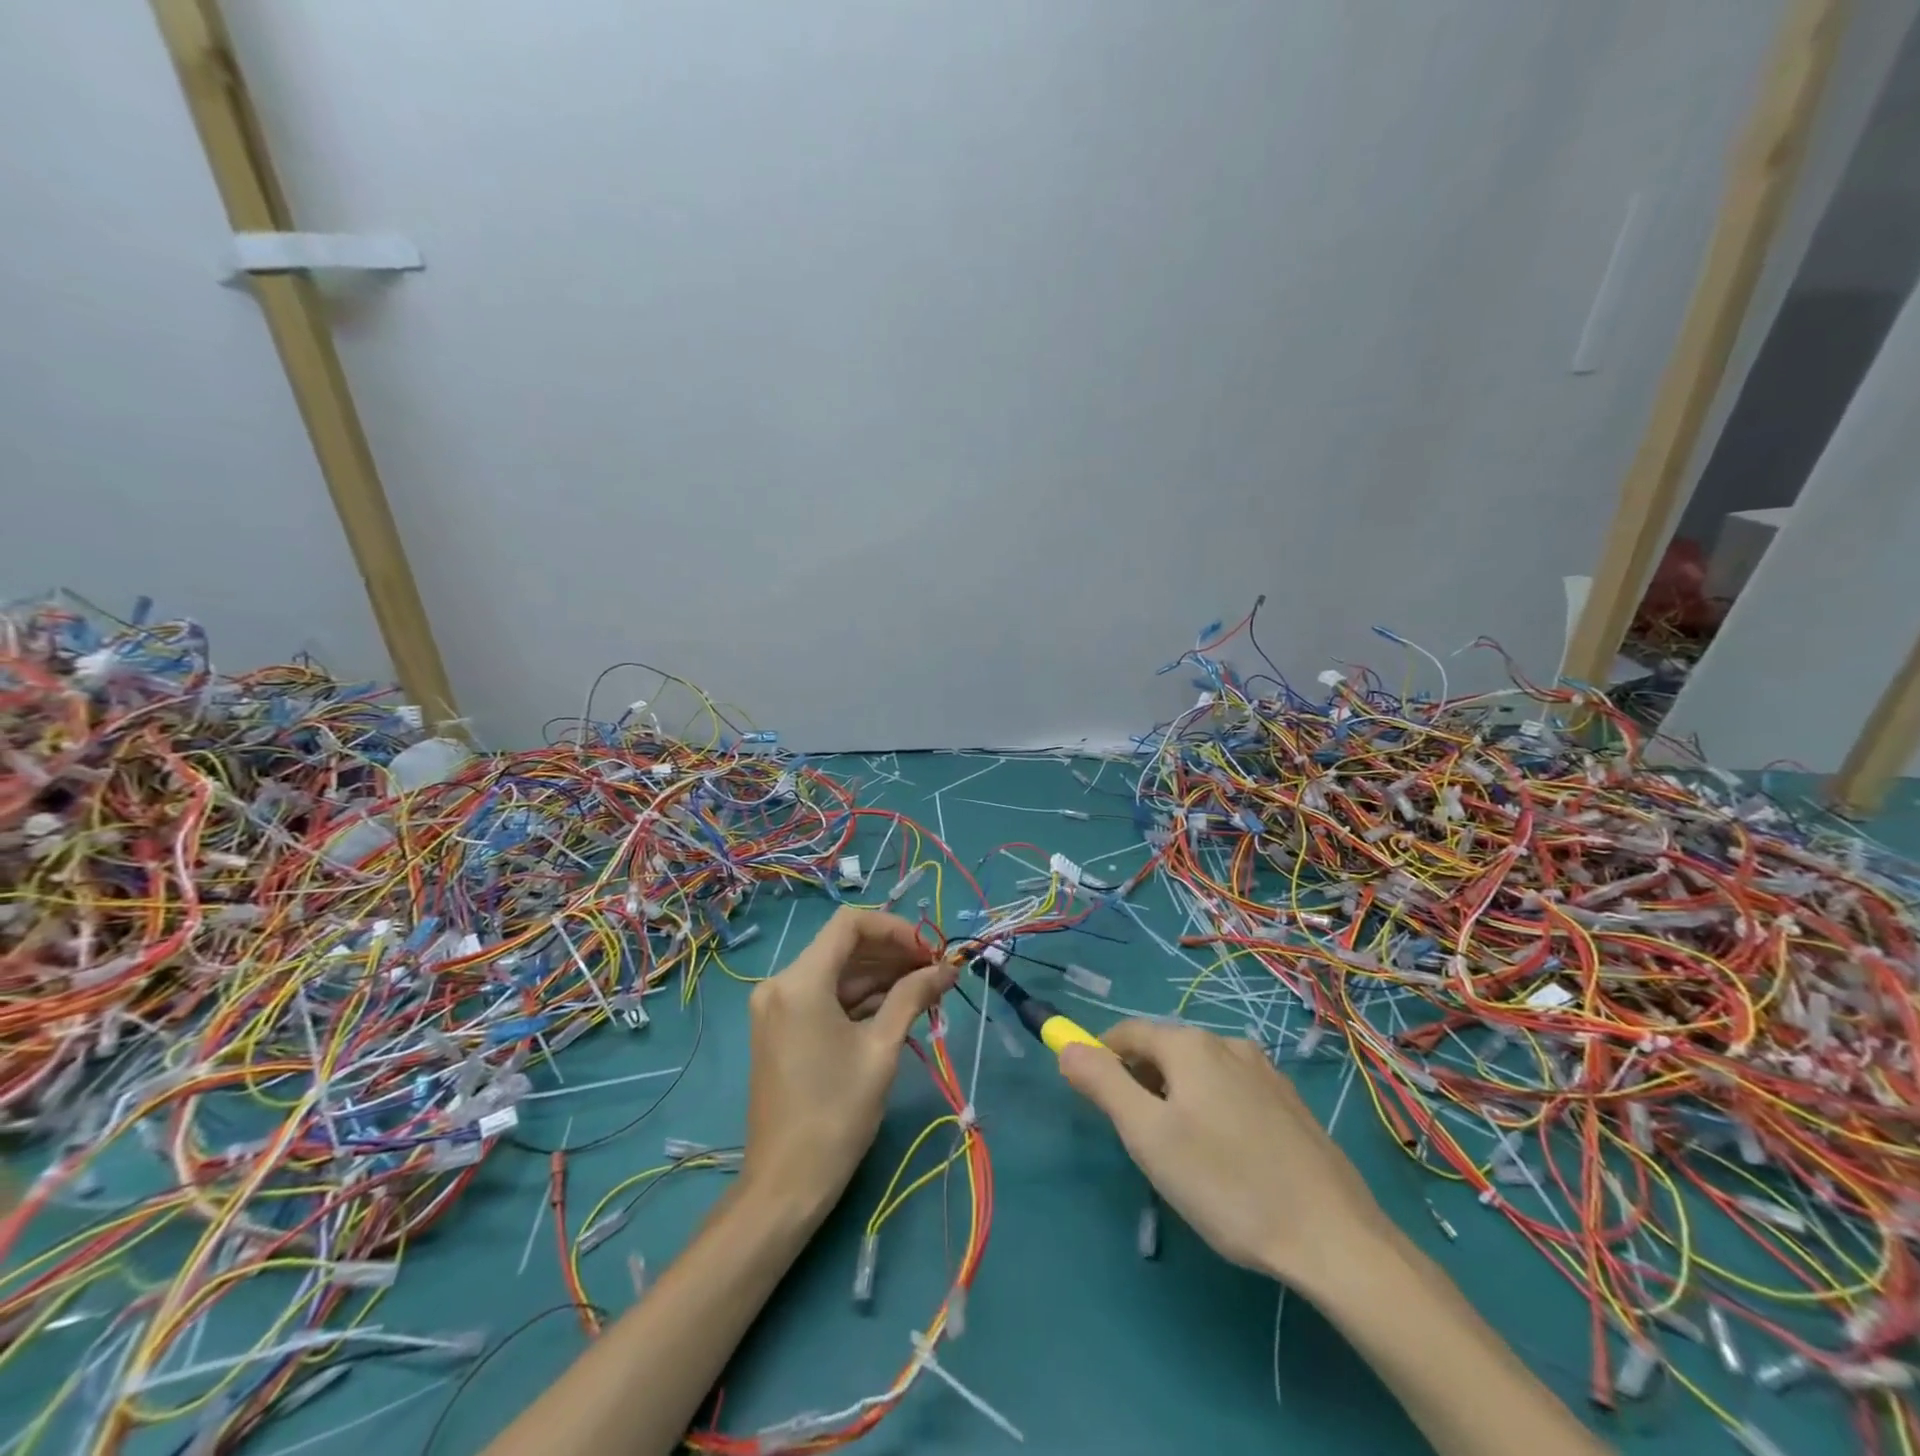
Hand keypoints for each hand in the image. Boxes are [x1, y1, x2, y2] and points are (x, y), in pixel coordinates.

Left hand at [741, 908, 955, 1224]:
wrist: (786, 1184)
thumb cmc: (836, 1114)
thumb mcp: (881, 1050)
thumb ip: (912, 997)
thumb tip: (946, 970)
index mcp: (800, 982)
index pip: (850, 924)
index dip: (894, 929)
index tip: (928, 951)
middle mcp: (781, 983)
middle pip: (843, 946)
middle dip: (891, 953)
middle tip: (934, 972)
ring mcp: (777, 1006)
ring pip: (836, 971)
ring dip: (879, 975)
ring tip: (925, 989)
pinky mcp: (781, 1027)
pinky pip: (824, 996)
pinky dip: (859, 997)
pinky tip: (896, 1006)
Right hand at [1059, 1020, 1390, 1294]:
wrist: (1334, 1237)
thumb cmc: (1226, 1184)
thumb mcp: (1147, 1136)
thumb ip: (1102, 1084)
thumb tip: (1067, 1046)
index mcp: (1189, 1044)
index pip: (1126, 1033)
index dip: (1101, 1059)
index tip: (1095, 1102)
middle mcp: (1227, 1042)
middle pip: (1164, 1050)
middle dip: (1140, 1083)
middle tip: (1140, 1141)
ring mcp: (1264, 1070)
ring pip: (1199, 1072)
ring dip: (1176, 1097)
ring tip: (1182, 1156)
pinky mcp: (1289, 1102)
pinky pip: (1232, 1090)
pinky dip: (1211, 1109)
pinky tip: (1226, 1159)